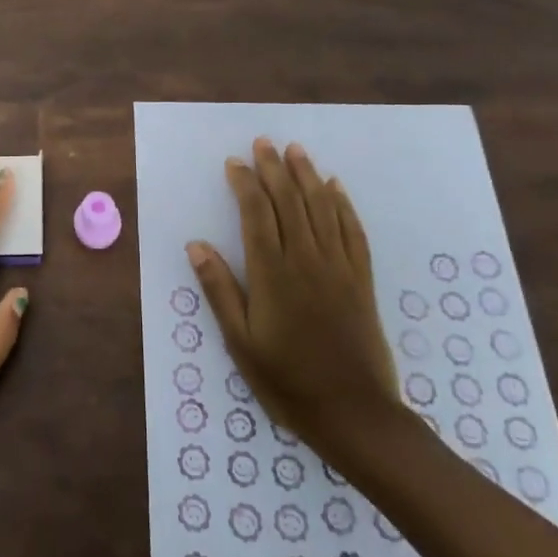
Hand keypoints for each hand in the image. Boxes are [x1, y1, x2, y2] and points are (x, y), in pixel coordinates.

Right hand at [187, 138, 400, 459]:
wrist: (355, 414)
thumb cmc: (287, 381)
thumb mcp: (240, 342)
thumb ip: (219, 290)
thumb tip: (196, 245)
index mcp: (272, 273)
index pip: (256, 213)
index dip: (245, 183)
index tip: (234, 162)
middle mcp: (306, 259)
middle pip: (289, 201)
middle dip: (274, 168)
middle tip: (264, 142)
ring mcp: (338, 267)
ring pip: (321, 207)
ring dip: (307, 175)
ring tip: (296, 150)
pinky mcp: (361, 279)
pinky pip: (352, 230)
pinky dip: (342, 204)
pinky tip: (335, 187)